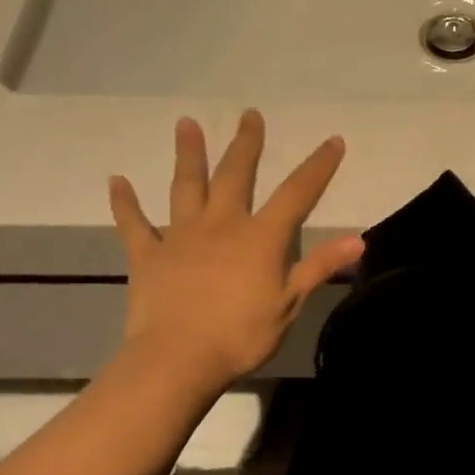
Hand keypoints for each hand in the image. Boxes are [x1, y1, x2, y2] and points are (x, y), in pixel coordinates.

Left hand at [108, 111, 364, 397]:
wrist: (178, 359)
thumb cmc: (241, 335)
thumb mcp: (290, 303)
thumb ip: (320, 266)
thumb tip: (358, 239)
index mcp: (260, 237)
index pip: (297, 193)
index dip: (318, 166)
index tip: (333, 140)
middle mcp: (221, 224)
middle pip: (236, 176)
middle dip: (246, 145)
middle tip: (249, 115)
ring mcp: (180, 236)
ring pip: (186, 186)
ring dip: (188, 154)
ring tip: (186, 124)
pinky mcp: (148, 255)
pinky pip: (134, 223)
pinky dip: (125, 202)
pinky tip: (117, 181)